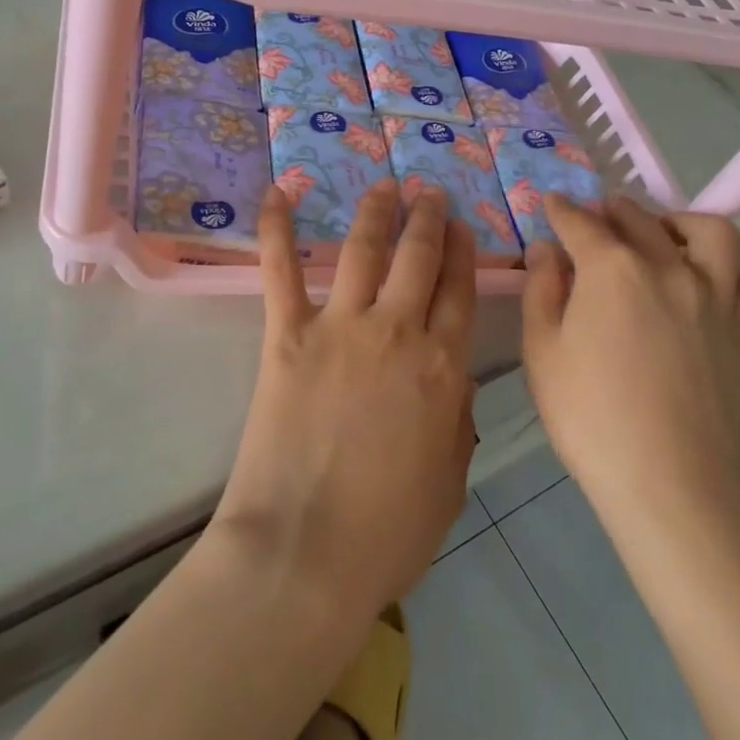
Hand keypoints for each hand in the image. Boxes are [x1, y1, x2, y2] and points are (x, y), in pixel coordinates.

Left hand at [214, 181, 477, 624]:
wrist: (307, 553)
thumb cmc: (387, 533)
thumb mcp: (450, 482)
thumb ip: (456, 422)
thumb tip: (452, 383)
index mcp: (444, 368)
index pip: (460, 293)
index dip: (463, 255)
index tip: (463, 227)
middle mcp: (398, 332)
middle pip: (419, 259)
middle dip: (428, 219)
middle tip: (429, 192)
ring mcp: (341, 326)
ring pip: (364, 249)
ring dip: (376, 211)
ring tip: (383, 185)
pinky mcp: (288, 334)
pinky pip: (282, 269)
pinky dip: (276, 228)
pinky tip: (279, 193)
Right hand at [521, 196, 739, 516]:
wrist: (670, 483)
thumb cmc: (590, 417)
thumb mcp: (542, 351)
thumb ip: (542, 289)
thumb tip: (546, 249)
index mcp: (613, 270)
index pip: (582, 223)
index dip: (562, 209)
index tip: (552, 202)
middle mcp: (670, 268)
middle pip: (640, 219)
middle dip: (613, 211)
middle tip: (597, 219)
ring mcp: (717, 297)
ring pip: (712, 233)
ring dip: (681, 223)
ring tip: (663, 236)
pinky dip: (733, 272)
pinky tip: (711, 285)